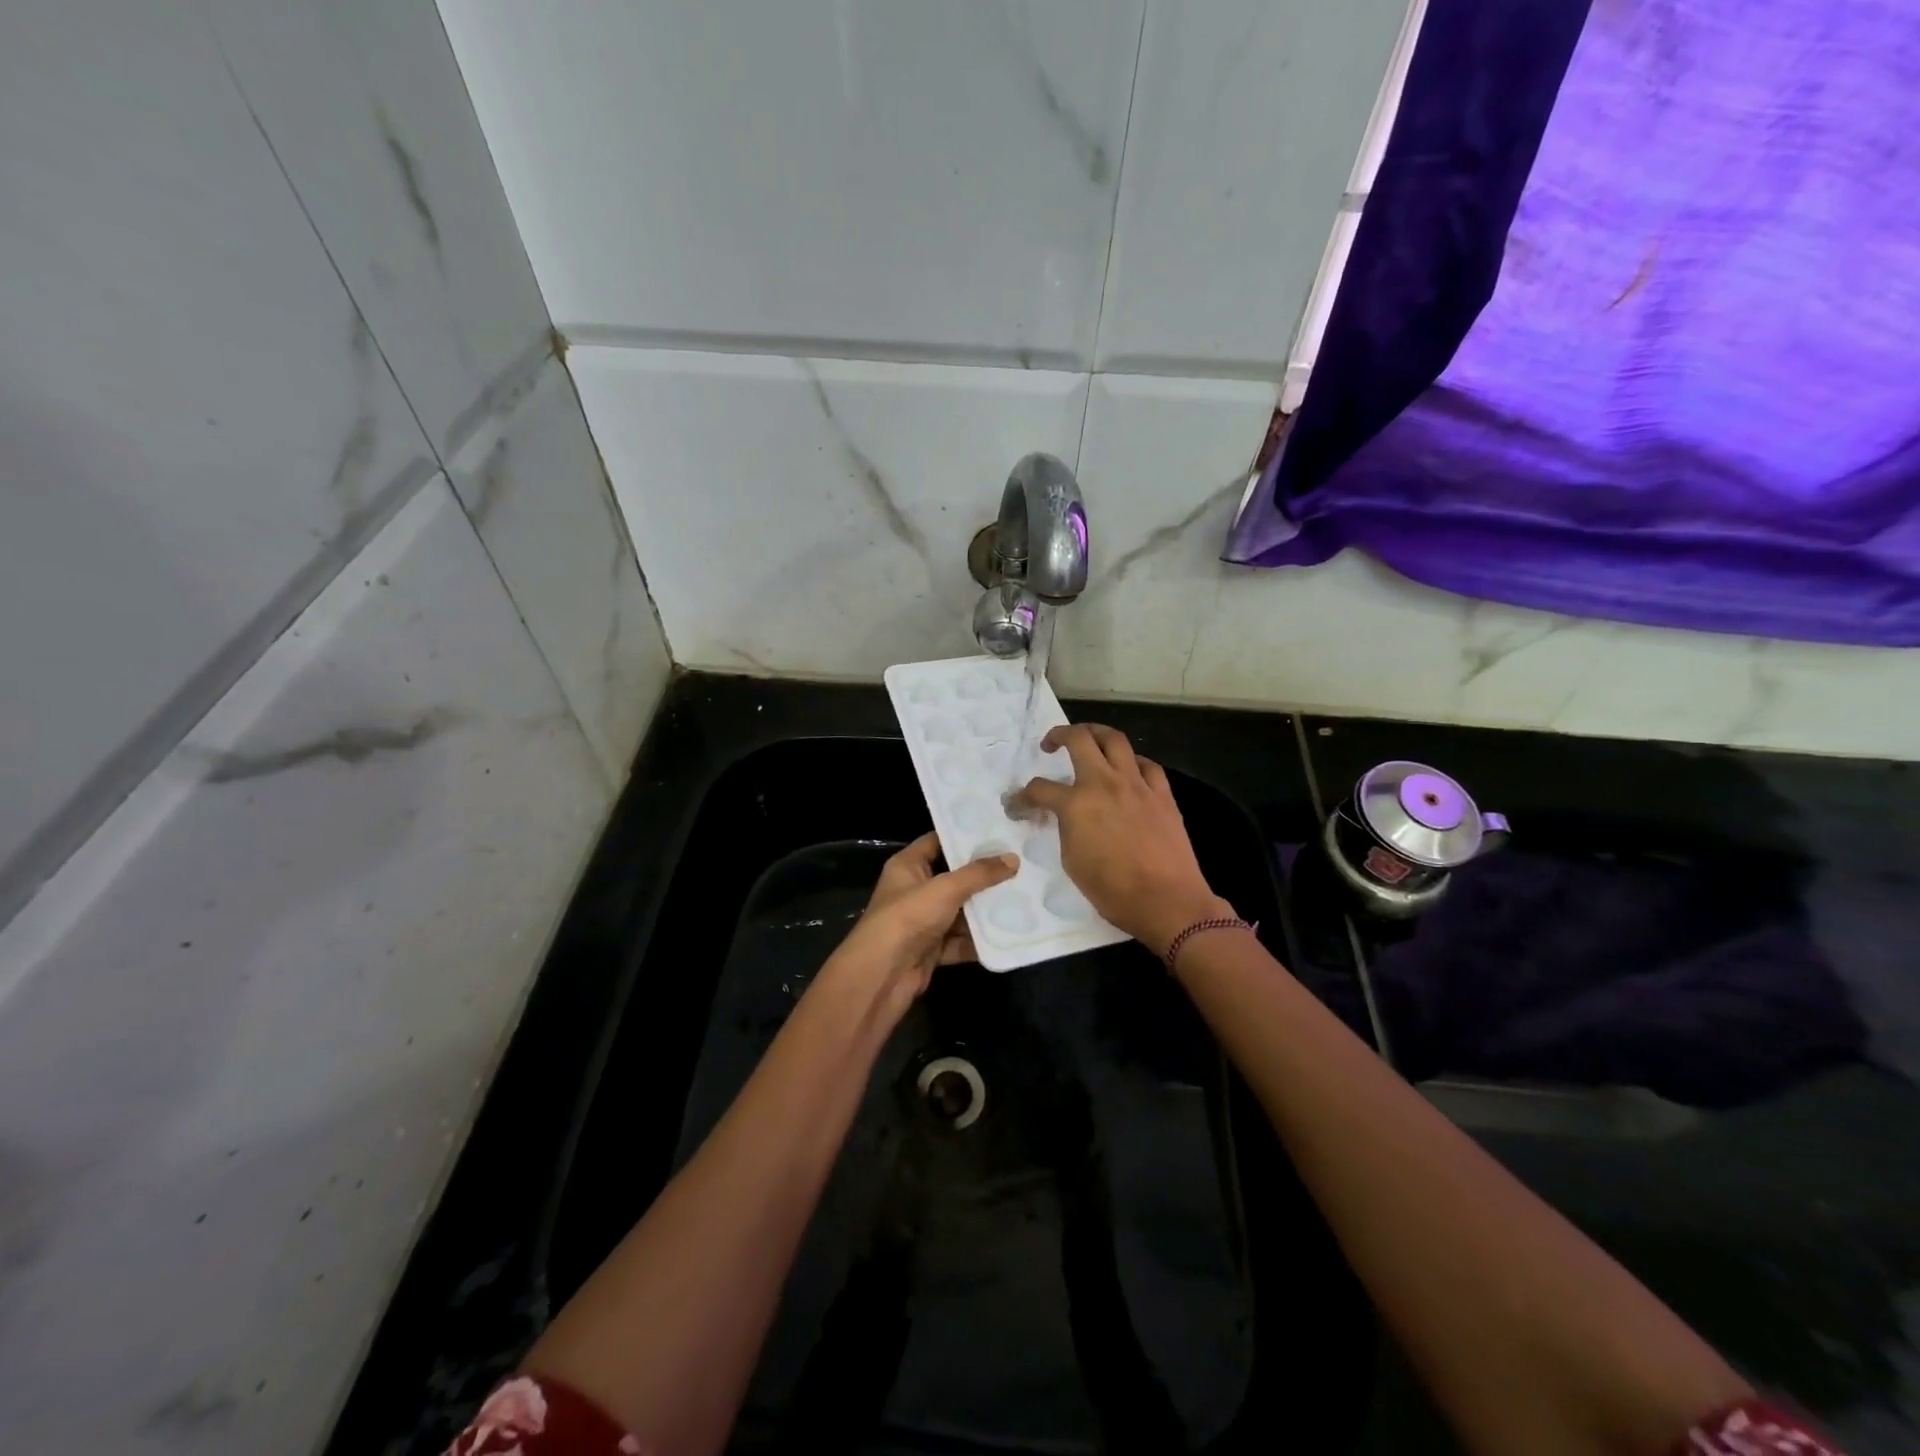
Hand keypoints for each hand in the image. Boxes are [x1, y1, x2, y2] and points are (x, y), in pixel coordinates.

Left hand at [823, 833, 1018, 1011]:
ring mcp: (922, 922)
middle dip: (983, 876)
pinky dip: (979, 940)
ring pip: (959, 912)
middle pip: (953, 878)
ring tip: (1022, 898)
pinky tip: (1008, 934)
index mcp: (908, 866)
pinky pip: (959, 941)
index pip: (937, 841)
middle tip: (1019, 865)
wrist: (883, 975)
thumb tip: (1013, 859)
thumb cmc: (908, 917)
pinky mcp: (931, 950)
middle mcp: (914, 891)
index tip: (997, 831)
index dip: (963, 836)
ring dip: (984, 911)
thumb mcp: (946, 889)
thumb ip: (979, 874)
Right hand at [1009, 725, 1228, 955]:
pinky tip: (1128, 771)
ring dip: (1096, 734)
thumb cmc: (1113, 890)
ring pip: (1115, 740)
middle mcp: (1105, 783)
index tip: (1017, 805)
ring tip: (1088, 741)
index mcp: (1077, 804)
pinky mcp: (1162, 794)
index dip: (1022, 797)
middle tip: (1050, 744)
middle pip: (1079, 739)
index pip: (1040, 789)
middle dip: (1059, 735)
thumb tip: (1068, 818)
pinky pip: (1146, 765)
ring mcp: (1137, 785)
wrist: (1166, 901)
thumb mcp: (1073, 861)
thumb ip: (1067, 829)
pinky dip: (1133, 762)